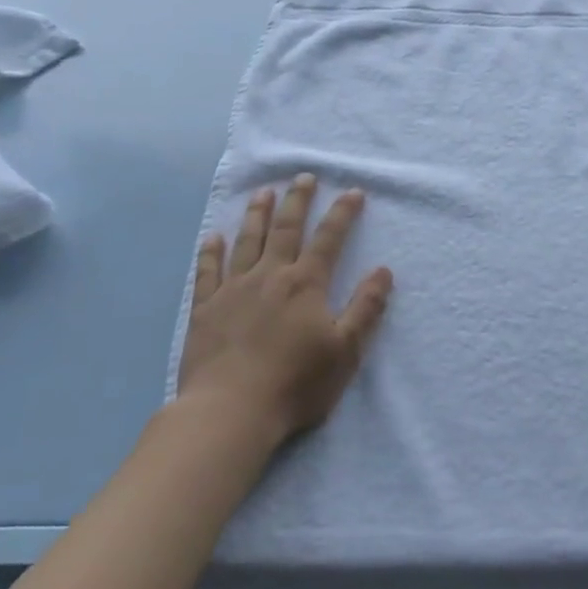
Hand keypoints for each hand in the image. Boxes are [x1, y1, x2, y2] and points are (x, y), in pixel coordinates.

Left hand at [176, 175, 392, 449]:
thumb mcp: (346, 350)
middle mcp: (270, 277)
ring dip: (257, 215)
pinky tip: (213, 237)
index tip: (352, 192)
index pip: (329, 239)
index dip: (342, 213)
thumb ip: (366, 307)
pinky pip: (208, 271)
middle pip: (286, 230)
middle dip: (298, 201)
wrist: (230, 411)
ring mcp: (233, 290)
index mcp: (306, 285)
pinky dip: (211, 251)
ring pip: (247, 242)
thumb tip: (383, 270)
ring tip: (263, 193)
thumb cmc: (296, 383)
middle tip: (303, 177)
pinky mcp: (205, 309)